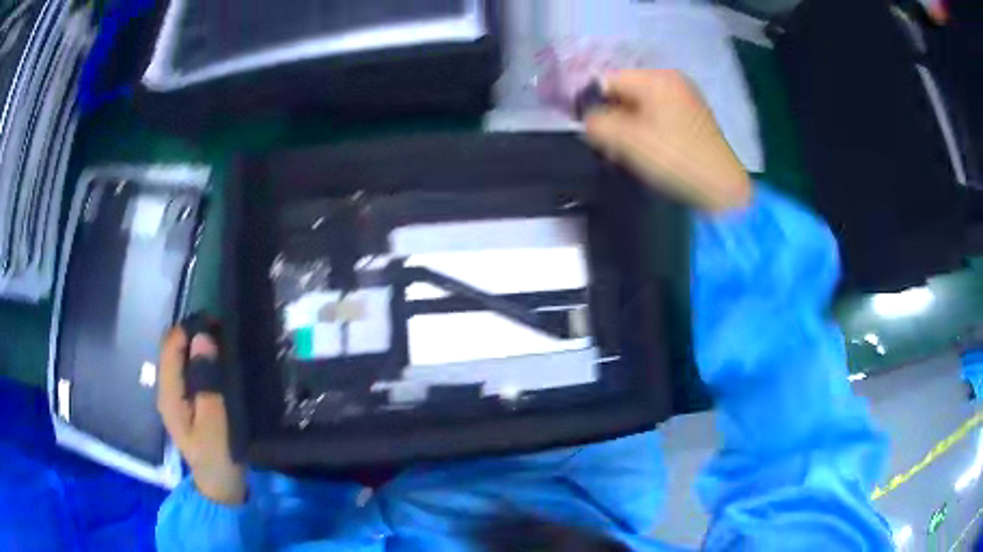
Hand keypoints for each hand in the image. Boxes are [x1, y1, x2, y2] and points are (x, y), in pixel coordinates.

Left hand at [158, 327, 245, 504]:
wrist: (219, 486)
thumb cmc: (218, 456)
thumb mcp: (216, 421)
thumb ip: (207, 380)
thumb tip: (202, 338)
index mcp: (169, 394)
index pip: (171, 345)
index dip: (190, 329)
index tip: (217, 324)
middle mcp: (166, 389)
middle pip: (173, 348)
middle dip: (194, 335)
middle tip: (224, 333)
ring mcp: (174, 396)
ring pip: (180, 357)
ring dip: (198, 347)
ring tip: (223, 344)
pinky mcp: (184, 401)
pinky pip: (187, 370)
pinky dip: (200, 360)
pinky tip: (217, 363)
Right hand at [584, 70, 751, 212]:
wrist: (722, 189)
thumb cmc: (675, 158)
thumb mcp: (628, 140)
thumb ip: (597, 124)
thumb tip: (588, 120)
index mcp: (658, 78)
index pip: (609, 80)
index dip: (593, 103)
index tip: (591, 131)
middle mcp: (673, 81)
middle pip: (626, 92)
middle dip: (613, 117)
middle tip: (611, 147)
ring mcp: (686, 99)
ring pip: (642, 107)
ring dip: (629, 127)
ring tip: (630, 153)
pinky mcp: (694, 119)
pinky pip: (659, 117)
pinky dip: (647, 131)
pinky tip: (649, 153)